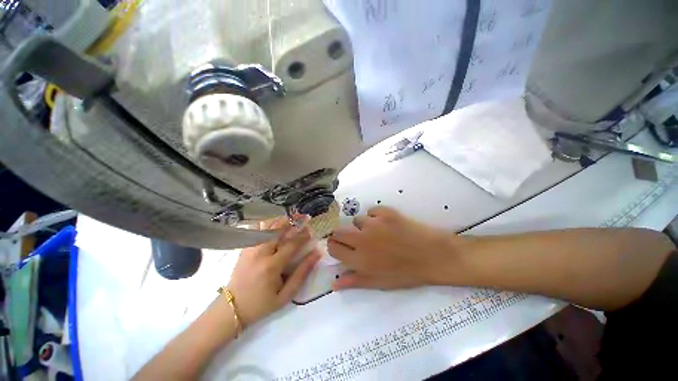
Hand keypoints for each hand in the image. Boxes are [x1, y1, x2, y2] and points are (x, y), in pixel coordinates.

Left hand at [227, 221, 319, 325]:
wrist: (231, 308)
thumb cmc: (261, 304)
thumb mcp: (286, 295)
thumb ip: (302, 273)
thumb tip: (316, 254)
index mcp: (271, 266)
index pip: (291, 244)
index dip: (303, 236)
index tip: (311, 230)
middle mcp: (259, 253)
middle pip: (277, 229)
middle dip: (292, 222)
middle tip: (302, 218)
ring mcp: (250, 248)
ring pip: (266, 226)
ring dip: (280, 220)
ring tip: (290, 219)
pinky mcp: (244, 248)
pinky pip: (257, 230)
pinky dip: (268, 224)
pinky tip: (275, 224)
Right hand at [328, 206, 465, 289]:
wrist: (433, 255)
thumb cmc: (406, 273)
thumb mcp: (379, 283)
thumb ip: (354, 281)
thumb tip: (333, 283)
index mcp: (359, 259)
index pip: (333, 247)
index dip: (335, 246)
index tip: (341, 247)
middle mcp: (362, 239)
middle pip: (339, 231)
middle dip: (343, 235)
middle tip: (356, 240)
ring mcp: (374, 223)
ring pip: (356, 220)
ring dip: (362, 226)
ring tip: (376, 233)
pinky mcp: (386, 212)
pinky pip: (371, 211)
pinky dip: (375, 217)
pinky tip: (387, 224)